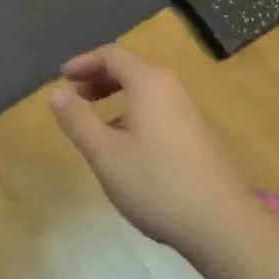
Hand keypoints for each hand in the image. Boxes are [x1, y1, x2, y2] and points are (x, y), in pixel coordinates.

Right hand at [49, 45, 264, 256]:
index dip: (84, 62)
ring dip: (116, 95)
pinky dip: (133, 110)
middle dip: (99, 77)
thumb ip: (77, 120)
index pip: (112, 54)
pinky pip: (157, 106)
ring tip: (94, 121)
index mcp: (149, 81)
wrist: (222, 223)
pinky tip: (125, 143)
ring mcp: (188, 108)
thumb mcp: (105, 154)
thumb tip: (57, 93)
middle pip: (130, 67)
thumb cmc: (157, 183)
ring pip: (145, 88)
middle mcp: (171, 86)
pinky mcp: (196, 131)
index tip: (62, 76)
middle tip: (75, 96)